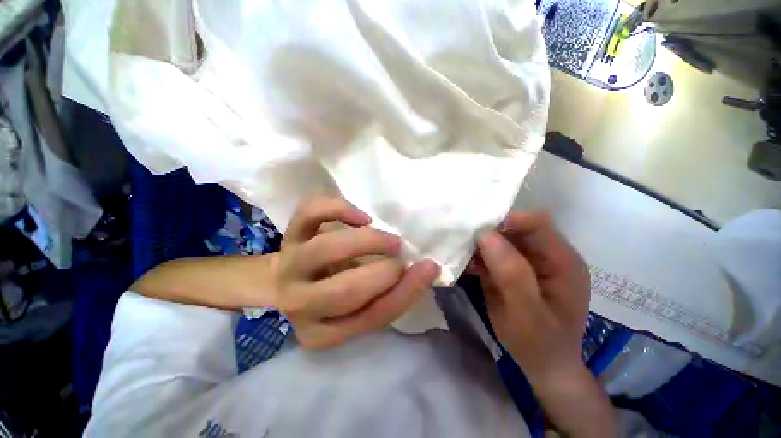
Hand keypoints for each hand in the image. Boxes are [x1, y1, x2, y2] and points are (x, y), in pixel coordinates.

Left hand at [273, 197, 439, 347]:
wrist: (289, 279)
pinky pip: (310, 214)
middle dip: (385, 271)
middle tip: (401, 254)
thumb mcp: (360, 304)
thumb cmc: (333, 293)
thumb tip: (422, 268)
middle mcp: (300, 303)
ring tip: (388, 238)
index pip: (372, 317)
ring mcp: (291, 265)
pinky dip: (339, 210)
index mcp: (323, 332)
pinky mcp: (290, 234)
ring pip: (325, 250)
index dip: (406, 291)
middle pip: (346, 291)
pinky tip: (362, 218)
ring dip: (367, 241)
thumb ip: (387, 293)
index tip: (429, 267)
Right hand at [472, 211, 614, 436]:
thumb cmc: (541, 345)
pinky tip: (463, 262)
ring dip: (478, 243)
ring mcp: (526, 262)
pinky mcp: (511, 270)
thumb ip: (511, 274)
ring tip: (458, 249)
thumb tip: (486, 235)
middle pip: (515, 228)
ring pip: (499, 239)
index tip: (477, 227)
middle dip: (488, 230)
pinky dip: (476, 255)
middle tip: (461, 237)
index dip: (508, 219)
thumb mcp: (528, 315)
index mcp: (561, 261)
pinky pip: (491, 254)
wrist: (541, 366)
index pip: (537, 223)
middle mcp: (545, 255)